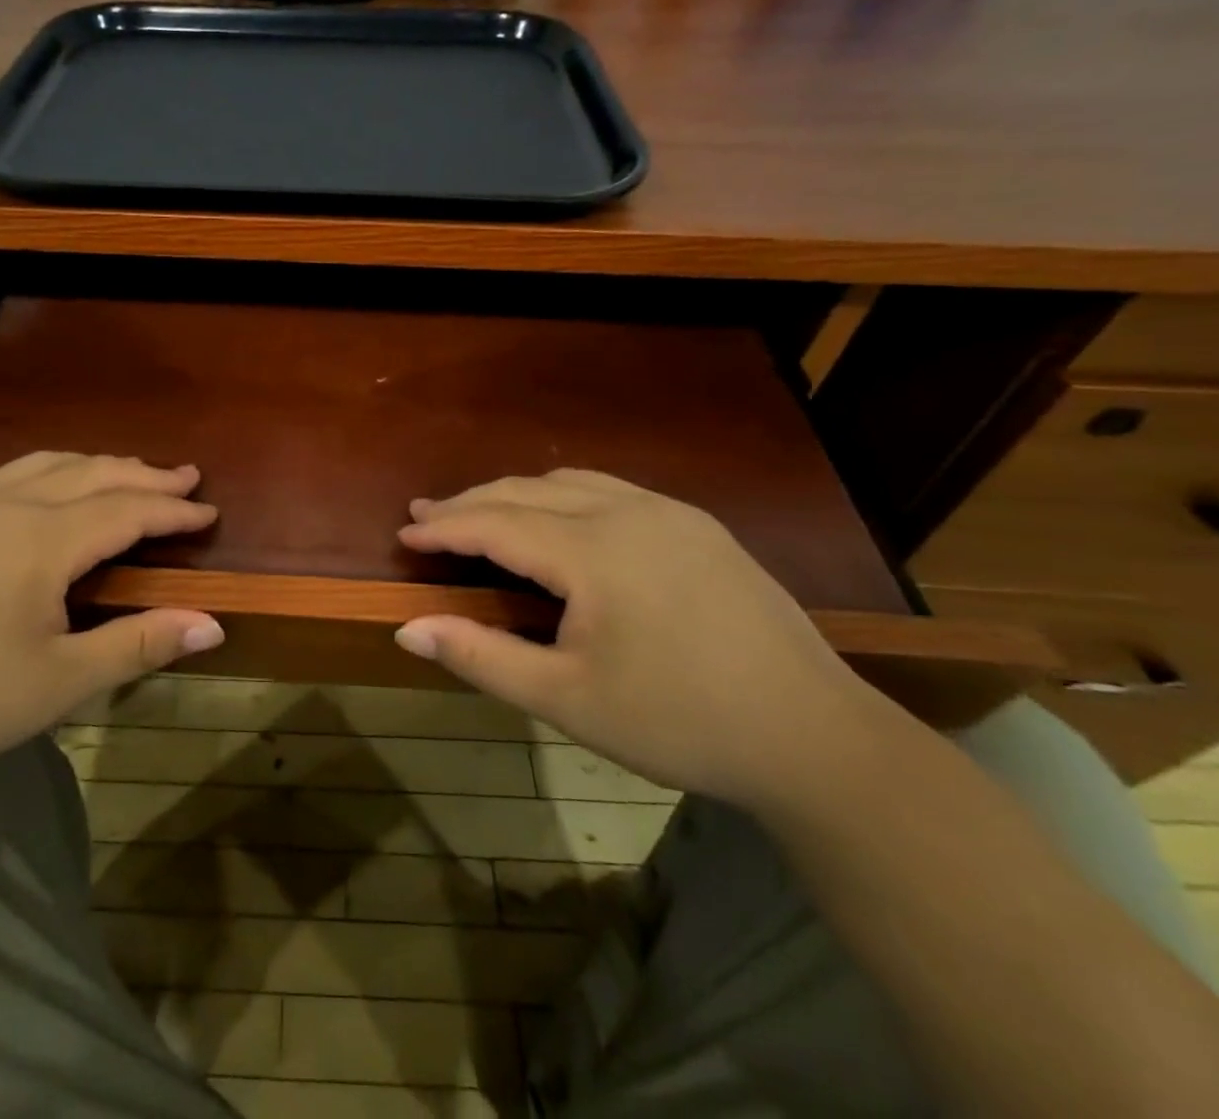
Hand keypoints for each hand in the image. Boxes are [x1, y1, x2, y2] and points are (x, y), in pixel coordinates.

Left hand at [0, 453, 222, 785]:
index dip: (172, 511)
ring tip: (128, 473)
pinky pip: (1, 477)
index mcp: (39, 540)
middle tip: (184, 478)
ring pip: (43, 465)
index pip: (125, 510)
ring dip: (95, 466)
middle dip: (143, 475)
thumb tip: (212, 625)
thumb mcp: (61, 682)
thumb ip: (139, 644)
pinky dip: (46, 474)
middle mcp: (2, 505)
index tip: (209, 511)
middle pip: (90, 473)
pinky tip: (46, 493)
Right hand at [393, 470, 881, 807]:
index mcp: (593, 550)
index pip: (496, 523)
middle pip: (527, 490)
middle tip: (427, 514)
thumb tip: (407, 629)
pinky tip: (560, 522)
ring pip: (571, 482)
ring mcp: (670, 512)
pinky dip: (564, 496)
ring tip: (483, 513)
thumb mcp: (567, 699)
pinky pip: (611, 490)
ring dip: (517, 493)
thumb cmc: (678, 722)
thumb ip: (481, 657)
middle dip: (471, 501)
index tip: (404, 531)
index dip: (444, 525)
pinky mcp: (699, 526)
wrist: (814, 737)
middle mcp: (628, 511)